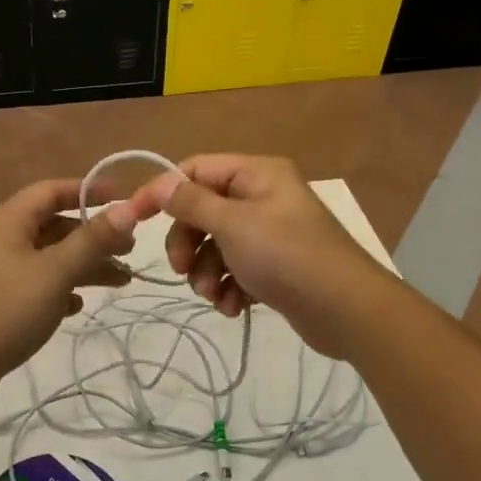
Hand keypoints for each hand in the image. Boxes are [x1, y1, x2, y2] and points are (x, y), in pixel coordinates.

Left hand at [0, 179, 149, 410]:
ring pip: (51, 257)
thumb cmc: (4, 311)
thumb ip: (92, 240)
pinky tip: (77, 307)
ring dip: (85, 265)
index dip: (88, 190)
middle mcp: (3, 239)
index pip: (52, 190)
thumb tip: (129, 208)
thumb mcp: (55, 273)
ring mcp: (0, 271)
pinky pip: (39, 284)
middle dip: (94, 234)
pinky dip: (62, 289)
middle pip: (55, 225)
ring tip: (122, 280)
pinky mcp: (1, 301)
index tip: (123, 197)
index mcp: (9, 221)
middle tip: (130, 249)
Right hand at [134, 155, 391, 359]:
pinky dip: (229, 288)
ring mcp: (269, 233)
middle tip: (180, 270)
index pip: (195, 170)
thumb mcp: (232, 224)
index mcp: (256, 173)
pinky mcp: (274, 267)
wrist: (346, 310)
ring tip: (214, 295)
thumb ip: (192, 202)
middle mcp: (262, 196)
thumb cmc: (286, 255)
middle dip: (188, 243)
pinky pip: (236, 269)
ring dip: (206, 272)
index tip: (135, 219)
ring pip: (216, 245)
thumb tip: (161, 183)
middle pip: (203, 211)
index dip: (163, 192)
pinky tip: (234, 307)